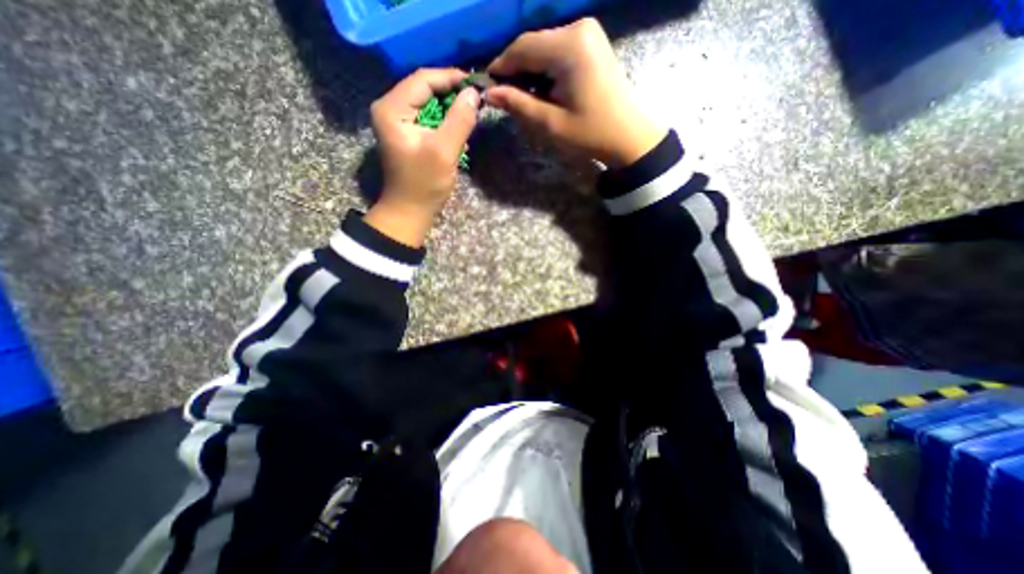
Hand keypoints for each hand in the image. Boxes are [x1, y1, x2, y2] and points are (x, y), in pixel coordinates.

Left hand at [365, 67, 482, 245]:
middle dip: (451, 92)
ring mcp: (397, 121)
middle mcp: (390, 108)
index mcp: (392, 108)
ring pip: (427, 102)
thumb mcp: (444, 151)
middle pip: (424, 88)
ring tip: (471, 111)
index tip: (477, 84)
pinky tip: (458, 126)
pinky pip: (427, 116)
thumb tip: (473, 93)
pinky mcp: (406, 133)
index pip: (423, 79)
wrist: (410, 211)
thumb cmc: (424, 184)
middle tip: (476, 98)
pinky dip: (444, 119)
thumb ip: (459, 120)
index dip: (451, 78)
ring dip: (450, 106)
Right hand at [485, 18, 664, 167]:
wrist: (629, 136)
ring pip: (544, 47)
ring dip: (530, 71)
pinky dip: (545, 69)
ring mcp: (587, 33)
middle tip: (505, 97)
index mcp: (569, 46)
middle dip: (516, 70)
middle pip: (533, 45)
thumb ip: (519, 104)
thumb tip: (490, 93)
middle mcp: (578, 28)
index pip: (522, 48)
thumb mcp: (551, 123)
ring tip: (524, 98)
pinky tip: (543, 90)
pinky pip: (558, 50)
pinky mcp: (591, 42)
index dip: (501, 66)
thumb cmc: (591, 133)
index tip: (488, 87)